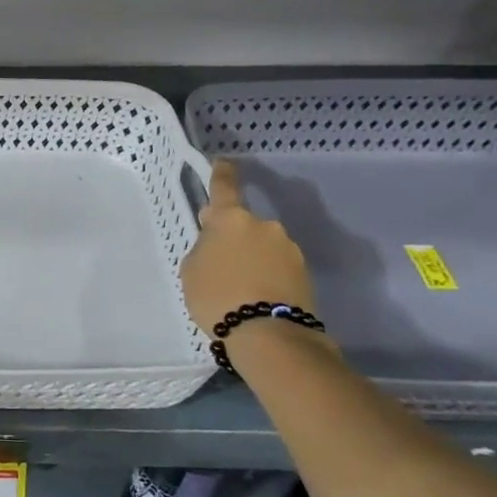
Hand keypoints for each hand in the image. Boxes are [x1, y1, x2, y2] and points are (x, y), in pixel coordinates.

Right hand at [179, 159, 318, 333]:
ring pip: (261, 247)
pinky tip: (253, 298)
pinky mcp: (304, 273)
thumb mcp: (192, 270)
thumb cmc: (217, 296)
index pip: (224, 188)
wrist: (268, 334)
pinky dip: (265, 277)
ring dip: (250, 259)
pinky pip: (276, 268)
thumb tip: (219, 244)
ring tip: (237, 289)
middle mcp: (264, 226)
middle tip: (217, 265)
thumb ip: (204, 248)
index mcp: (231, 220)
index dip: (222, 174)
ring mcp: (288, 249)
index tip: (223, 162)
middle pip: (243, 225)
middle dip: (232, 239)